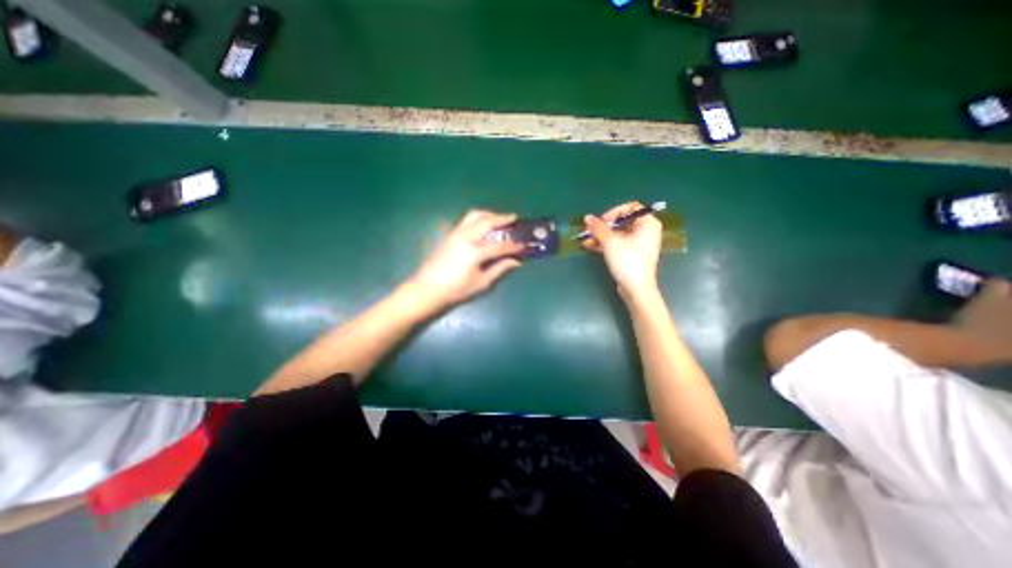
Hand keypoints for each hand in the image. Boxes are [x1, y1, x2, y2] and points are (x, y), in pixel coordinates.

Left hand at [406, 209, 525, 312]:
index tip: (523, 245)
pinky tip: (482, 227)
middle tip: (513, 218)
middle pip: (486, 221)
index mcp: (474, 252)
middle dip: (502, 218)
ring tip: (497, 218)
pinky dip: (477, 219)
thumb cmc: (456, 290)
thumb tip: (516, 261)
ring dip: (488, 214)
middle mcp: (465, 237)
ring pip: (473, 216)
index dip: (513, 246)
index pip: (499, 245)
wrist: (427, 289)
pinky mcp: (448, 235)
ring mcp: (454, 234)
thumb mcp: (481, 283)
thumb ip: (499, 269)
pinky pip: (465, 221)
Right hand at [581, 202, 660, 296]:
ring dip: (601, 236)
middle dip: (604, 227)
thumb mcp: (610, 242)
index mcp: (647, 223)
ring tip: (585, 240)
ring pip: (618, 234)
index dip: (614, 212)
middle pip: (622, 221)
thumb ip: (598, 228)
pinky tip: (590, 246)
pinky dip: (606, 244)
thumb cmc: (627, 261)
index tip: (601, 222)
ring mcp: (639, 243)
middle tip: (590, 231)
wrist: (636, 288)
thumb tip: (587, 217)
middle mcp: (646, 231)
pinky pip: (618, 243)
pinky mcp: (633, 254)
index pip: (630, 208)